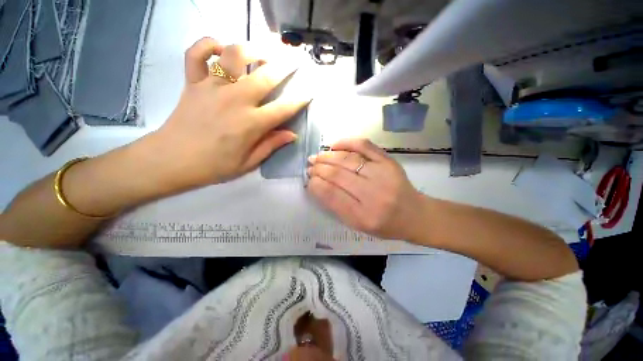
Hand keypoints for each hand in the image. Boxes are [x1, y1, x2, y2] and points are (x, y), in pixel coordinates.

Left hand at [152, 37, 309, 188]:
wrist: (171, 160)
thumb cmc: (214, 166)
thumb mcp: (248, 163)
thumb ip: (271, 145)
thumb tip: (291, 135)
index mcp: (251, 124)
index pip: (283, 108)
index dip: (300, 99)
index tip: (309, 92)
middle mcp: (235, 100)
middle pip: (265, 75)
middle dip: (285, 65)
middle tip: (295, 60)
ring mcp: (212, 87)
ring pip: (234, 54)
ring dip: (252, 49)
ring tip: (263, 52)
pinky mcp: (192, 82)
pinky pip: (197, 52)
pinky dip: (208, 44)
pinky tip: (220, 49)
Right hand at [307, 138, 423, 240]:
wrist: (414, 214)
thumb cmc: (384, 224)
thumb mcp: (358, 225)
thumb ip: (337, 207)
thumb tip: (317, 185)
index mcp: (363, 217)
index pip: (332, 196)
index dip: (316, 185)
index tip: (308, 179)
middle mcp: (373, 195)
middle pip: (338, 175)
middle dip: (319, 168)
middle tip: (310, 165)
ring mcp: (383, 174)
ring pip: (348, 160)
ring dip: (328, 156)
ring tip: (317, 156)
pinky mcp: (389, 161)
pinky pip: (365, 146)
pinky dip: (347, 142)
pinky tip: (334, 145)